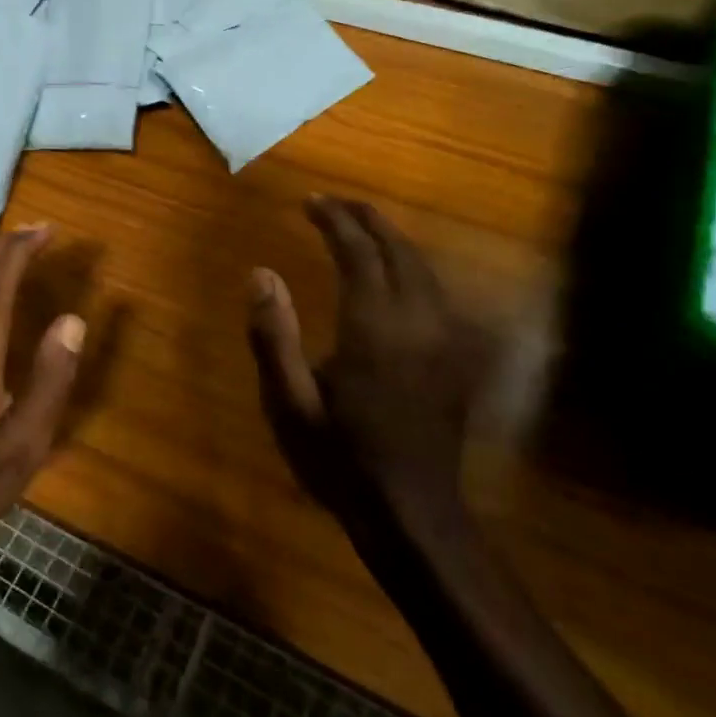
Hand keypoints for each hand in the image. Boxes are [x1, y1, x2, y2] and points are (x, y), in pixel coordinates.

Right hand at [249, 196, 481, 526]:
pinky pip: (437, 292)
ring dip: (392, 239)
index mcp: (374, 327)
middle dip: (367, 218)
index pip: (358, 252)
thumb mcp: (290, 402)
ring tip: (361, 225)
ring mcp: (444, 339)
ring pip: (424, 268)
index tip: (310, 201)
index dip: (335, 220)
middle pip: (398, 250)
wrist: (412, 514)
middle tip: (335, 203)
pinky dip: (412, 266)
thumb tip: (260, 272)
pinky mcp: (455, 357)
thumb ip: (273, 334)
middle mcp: (417, 321)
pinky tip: (395, 273)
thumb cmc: (341, 458)